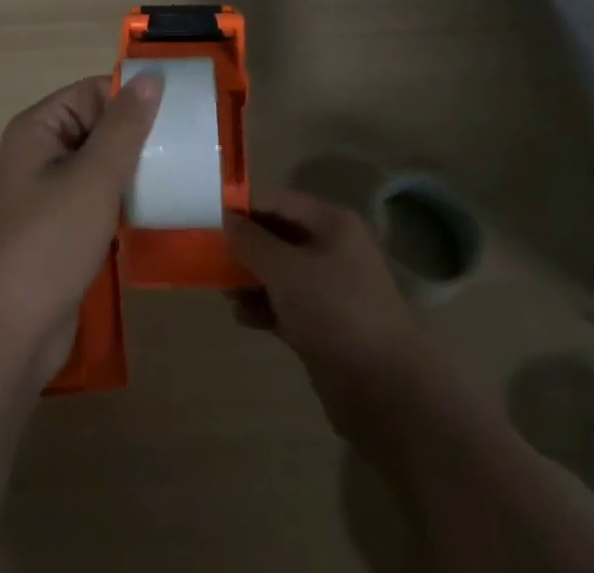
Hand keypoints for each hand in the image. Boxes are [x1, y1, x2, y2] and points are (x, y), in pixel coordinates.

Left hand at [0, 73, 160, 381]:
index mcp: (38, 128)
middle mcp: (39, 152)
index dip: (133, 98)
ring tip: (181, 174)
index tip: (180, 112)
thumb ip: (124, 126)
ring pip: (101, 164)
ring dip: (135, 169)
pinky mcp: (59, 227)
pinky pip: (97, 197)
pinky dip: (124, 199)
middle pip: (98, 126)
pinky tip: (156, 208)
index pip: (93, 93)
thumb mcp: (93, 178)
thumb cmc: (49, 243)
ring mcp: (48, 192)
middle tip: (188, 147)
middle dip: (139, 135)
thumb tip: (151, 74)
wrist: (9, 334)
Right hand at [225, 187, 434, 438]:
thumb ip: (251, 241)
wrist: (386, 391)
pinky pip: (285, 304)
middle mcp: (331, 249)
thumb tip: (226, 219)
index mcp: (331, 223)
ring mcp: (329, 289)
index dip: (243, 207)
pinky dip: (263, 306)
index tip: (208, 218)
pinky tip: (243, 316)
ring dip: (249, 278)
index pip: (277, 201)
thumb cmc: (334, 311)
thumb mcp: (285, 269)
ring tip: (223, 291)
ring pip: (278, 272)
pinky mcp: (323, 325)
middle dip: (244, 246)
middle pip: (277, 235)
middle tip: (209, 257)